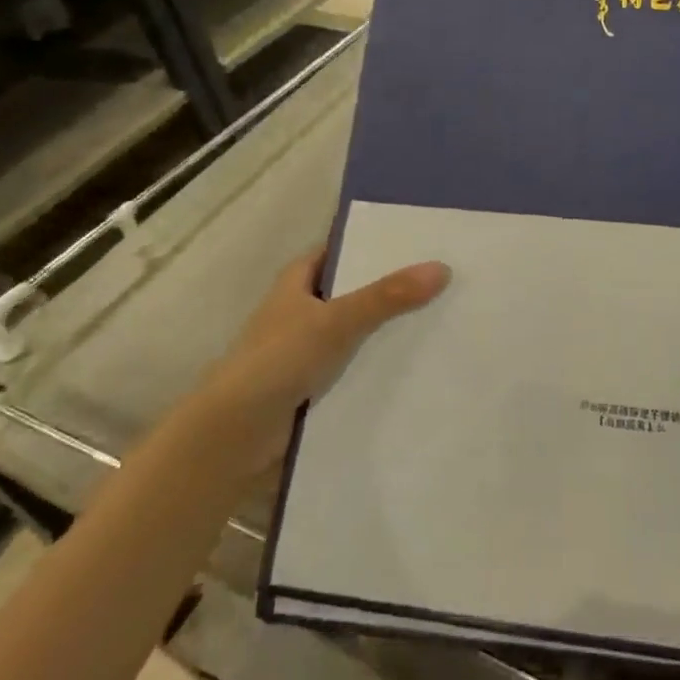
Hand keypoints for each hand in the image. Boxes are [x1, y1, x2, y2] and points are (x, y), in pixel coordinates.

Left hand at [205, 250, 449, 422]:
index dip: (373, 244)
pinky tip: (420, 366)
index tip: (418, 240)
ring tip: (445, 319)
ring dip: (389, 331)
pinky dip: (380, 367)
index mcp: (296, 283)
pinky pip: (356, 368)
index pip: (340, 250)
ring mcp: (307, 352)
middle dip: (391, 288)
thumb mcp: (336, 321)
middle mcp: (301, 312)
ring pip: (358, 333)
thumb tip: (443, 268)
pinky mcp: (314, 388)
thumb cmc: (277, 362)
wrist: (234, 438)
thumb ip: (387, 296)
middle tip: (444, 280)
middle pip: (354, 291)